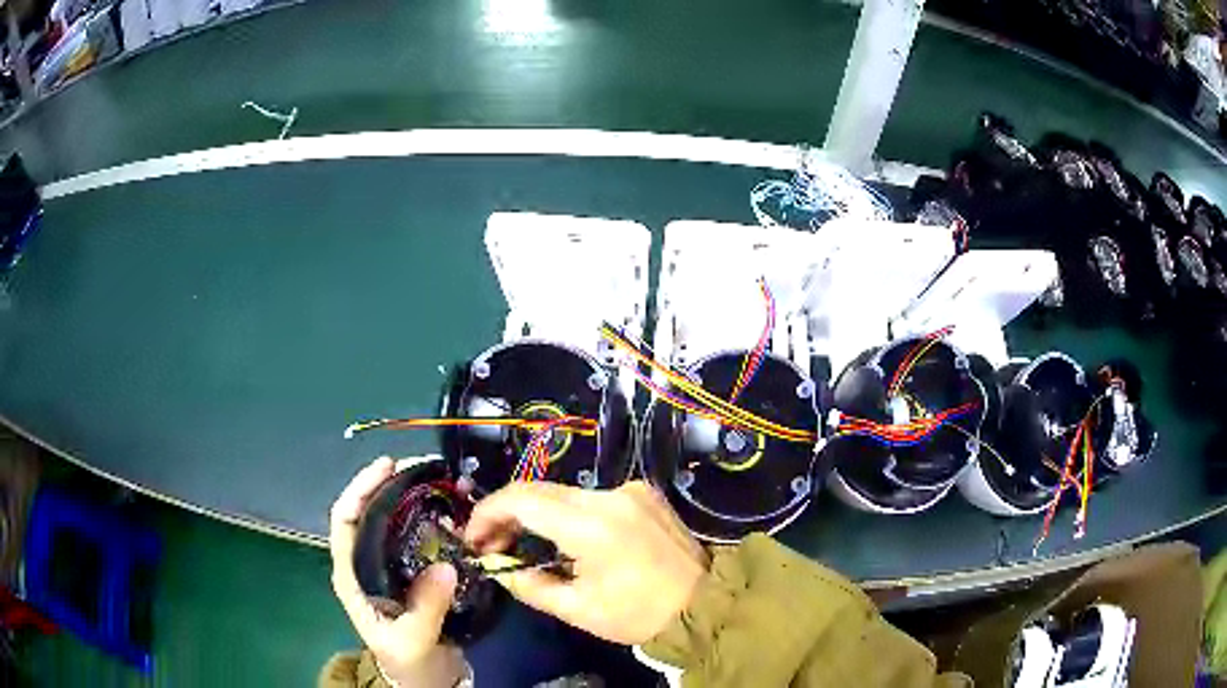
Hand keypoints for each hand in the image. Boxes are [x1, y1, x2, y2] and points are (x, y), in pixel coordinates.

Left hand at [330, 457, 466, 686]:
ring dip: (413, 498)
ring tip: (439, 482)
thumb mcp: (413, 640)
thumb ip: (425, 607)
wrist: (425, 681)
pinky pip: (420, 537)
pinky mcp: (413, 572)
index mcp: (351, 575)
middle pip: (369, 512)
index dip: (360, 489)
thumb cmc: (408, 662)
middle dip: (391, 485)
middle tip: (423, 467)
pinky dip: (433, 519)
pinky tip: (452, 512)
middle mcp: (366, 563)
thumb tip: (445, 567)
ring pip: (395, 521)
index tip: (387, 467)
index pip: (344, 521)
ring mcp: (390, 566)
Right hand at [464, 480, 708, 644]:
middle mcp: (609, 494)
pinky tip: (566, 539)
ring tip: (524, 543)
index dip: (487, 512)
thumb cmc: (638, 614)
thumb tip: (497, 563)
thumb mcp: (576, 609)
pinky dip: (567, 513)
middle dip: (507, 513)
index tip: (473, 537)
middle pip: (539, 490)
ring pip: (563, 493)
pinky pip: (591, 497)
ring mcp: (630, 489)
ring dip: (537, 513)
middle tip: (492, 543)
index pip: (520, 498)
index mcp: (591, 525)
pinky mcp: (644, 492)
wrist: (704, 604)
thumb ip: (527, 583)